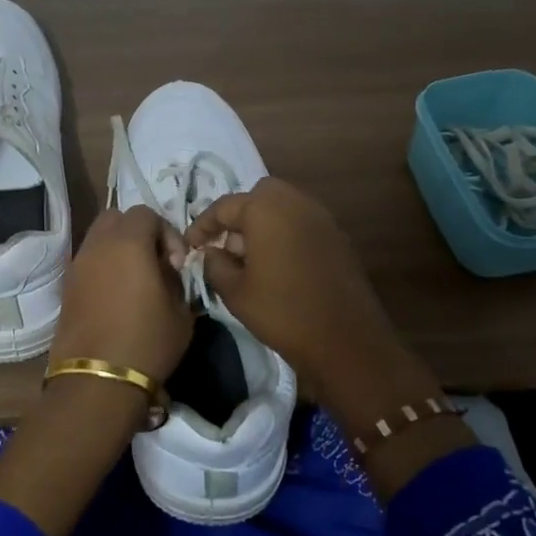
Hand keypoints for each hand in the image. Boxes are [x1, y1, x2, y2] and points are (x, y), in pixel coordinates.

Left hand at [0, 207, 193, 535]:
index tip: (176, 265)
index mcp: (128, 243)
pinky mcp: (66, 288)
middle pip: (116, 218)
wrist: (97, 381)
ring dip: (119, 249)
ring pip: (98, 238)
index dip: (167, 233)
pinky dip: (104, 267)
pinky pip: (88, 262)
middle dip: (138, 232)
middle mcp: (97, 246)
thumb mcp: (181, 312)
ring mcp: (77, 266)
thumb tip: (167, 271)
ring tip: (136, 281)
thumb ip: (176, 280)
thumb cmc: (147, 343)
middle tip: (155, 262)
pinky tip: (118, 297)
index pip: (146, 214)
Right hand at [185, 178, 416, 407]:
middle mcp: (296, 203)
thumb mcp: (235, 291)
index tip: (190, 246)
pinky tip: (277, 267)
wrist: (345, 340)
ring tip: (249, 259)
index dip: (203, 225)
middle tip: (226, 246)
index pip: (225, 206)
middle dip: (239, 216)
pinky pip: (302, 224)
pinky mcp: (338, 238)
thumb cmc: (282, 312)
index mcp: (266, 209)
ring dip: (263, 224)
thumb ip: (215, 264)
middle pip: (259, 196)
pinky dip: (285, 235)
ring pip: (284, 207)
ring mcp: (322, 219)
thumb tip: (211, 252)